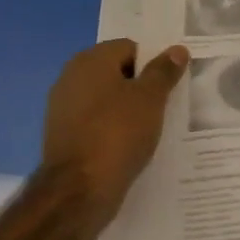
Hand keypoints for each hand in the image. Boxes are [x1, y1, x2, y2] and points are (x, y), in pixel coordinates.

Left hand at [43, 39, 188, 225]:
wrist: (77, 192)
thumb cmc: (118, 134)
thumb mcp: (151, 98)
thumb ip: (164, 71)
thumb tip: (176, 49)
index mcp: (90, 60)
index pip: (131, 48)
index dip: (154, 63)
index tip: (171, 84)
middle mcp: (71, 77)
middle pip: (117, 72)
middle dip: (141, 86)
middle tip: (166, 104)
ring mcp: (63, 108)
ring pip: (106, 99)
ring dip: (128, 109)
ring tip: (151, 127)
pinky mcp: (62, 136)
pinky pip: (96, 122)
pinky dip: (112, 129)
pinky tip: (130, 144)